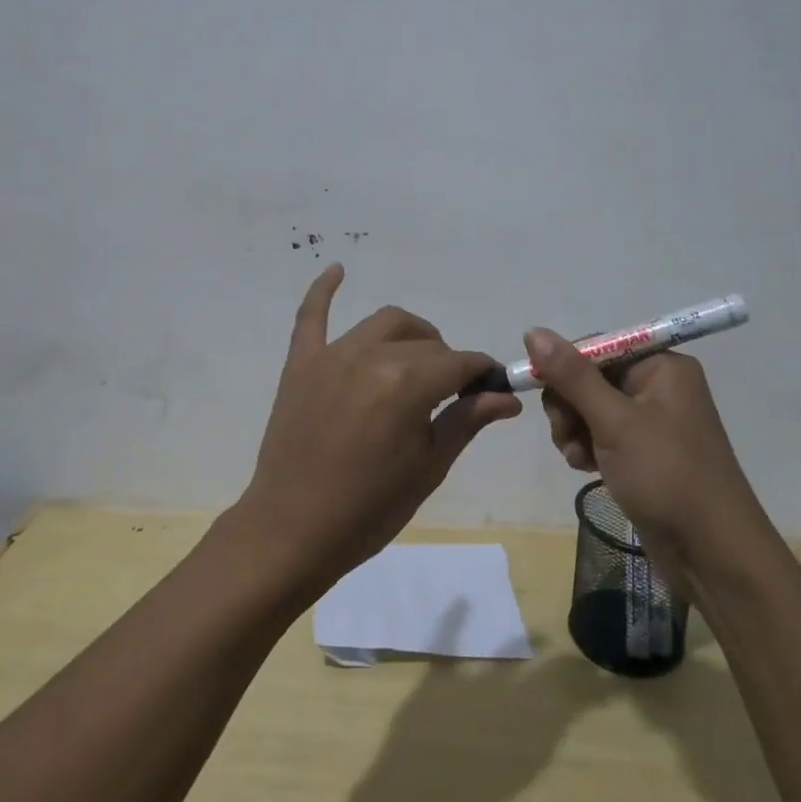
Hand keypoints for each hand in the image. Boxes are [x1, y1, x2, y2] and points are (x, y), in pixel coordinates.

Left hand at [237, 265, 522, 593]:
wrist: (292, 532)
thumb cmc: (369, 509)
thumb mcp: (428, 467)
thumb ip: (466, 420)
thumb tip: (508, 396)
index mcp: (406, 384)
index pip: (459, 362)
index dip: (482, 373)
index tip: (493, 388)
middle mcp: (370, 357)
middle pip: (425, 343)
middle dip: (448, 362)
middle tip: (452, 394)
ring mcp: (331, 356)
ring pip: (384, 324)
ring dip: (411, 335)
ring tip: (418, 360)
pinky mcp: (302, 363)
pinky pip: (312, 316)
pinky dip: (324, 290)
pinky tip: (338, 269)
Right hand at [525, 328, 766, 589]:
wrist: (713, 553)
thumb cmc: (666, 475)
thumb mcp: (614, 421)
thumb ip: (572, 376)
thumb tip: (534, 332)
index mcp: (661, 366)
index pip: (597, 346)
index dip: (564, 365)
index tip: (540, 391)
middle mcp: (658, 386)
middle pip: (590, 376)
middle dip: (569, 405)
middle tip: (565, 434)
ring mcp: (651, 421)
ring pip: (590, 408)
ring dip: (574, 429)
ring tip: (577, 457)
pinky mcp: (644, 453)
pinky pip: (602, 434)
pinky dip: (588, 447)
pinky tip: (585, 468)